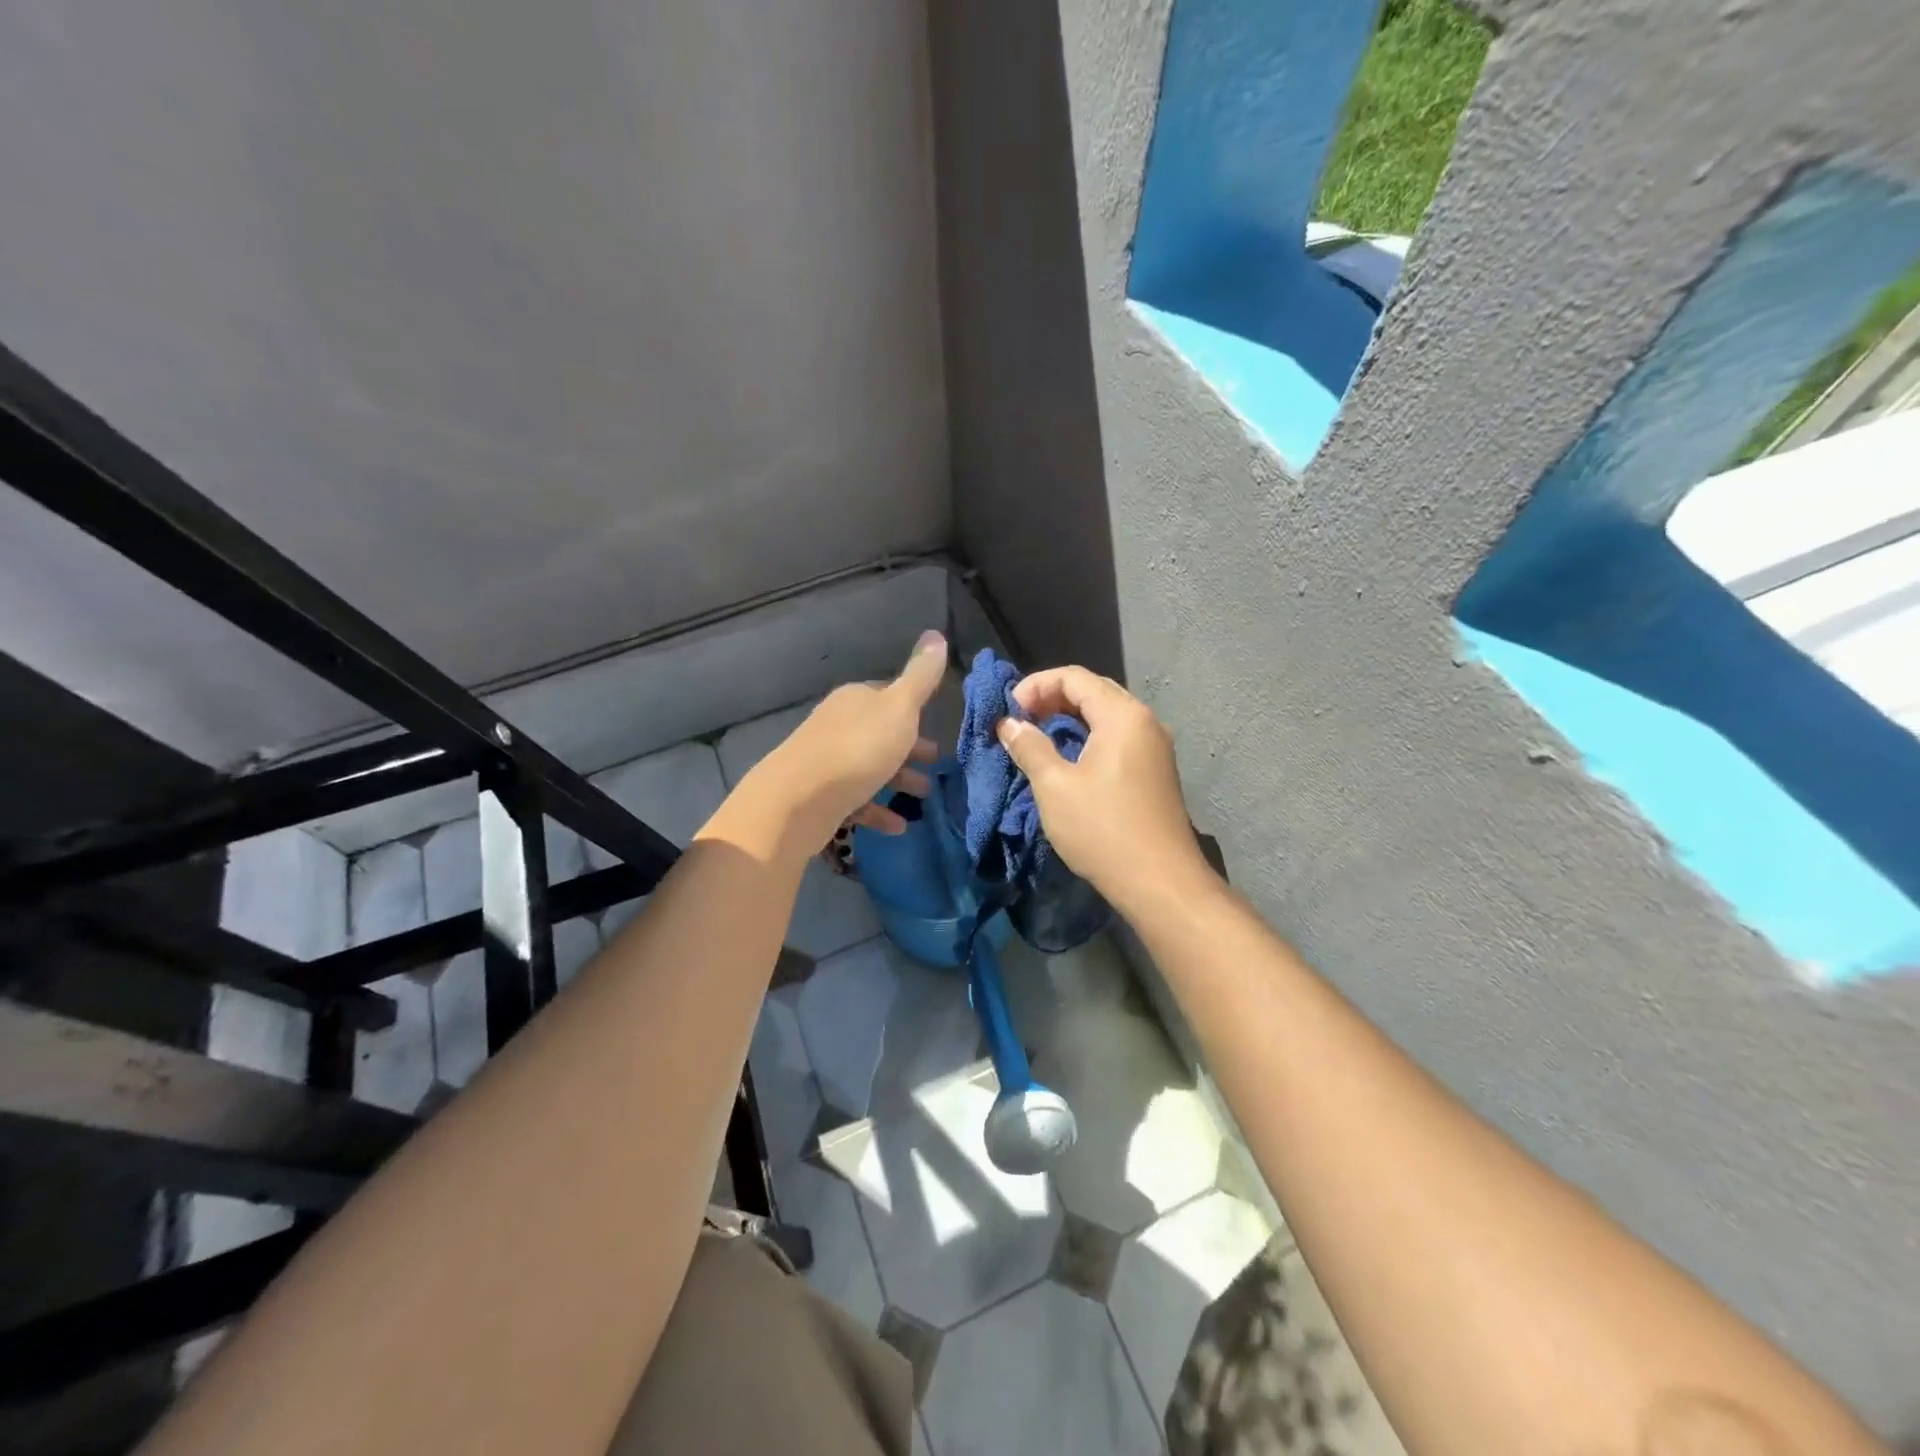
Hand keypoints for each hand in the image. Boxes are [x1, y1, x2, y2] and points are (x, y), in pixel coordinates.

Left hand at [755, 630, 946, 851]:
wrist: (799, 799)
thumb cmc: (858, 748)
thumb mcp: (899, 708)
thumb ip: (921, 676)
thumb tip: (936, 633)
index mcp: (856, 700)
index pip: (888, 696)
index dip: (913, 709)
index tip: (934, 725)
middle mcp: (839, 725)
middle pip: (880, 733)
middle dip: (909, 748)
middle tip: (935, 764)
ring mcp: (827, 762)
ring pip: (871, 767)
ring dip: (898, 780)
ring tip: (923, 797)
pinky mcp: (821, 797)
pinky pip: (857, 801)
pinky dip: (878, 811)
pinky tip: (898, 826)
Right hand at [997, 667, 1204, 909]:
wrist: (1160, 882)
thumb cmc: (1103, 829)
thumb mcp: (1055, 786)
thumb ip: (1030, 747)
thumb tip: (1009, 723)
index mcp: (1122, 716)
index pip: (1074, 677)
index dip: (1036, 685)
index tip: (1009, 710)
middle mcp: (1144, 721)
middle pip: (1094, 690)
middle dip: (1053, 697)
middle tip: (1021, 719)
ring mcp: (1155, 746)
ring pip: (1107, 714)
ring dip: (1070, 717)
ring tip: (1039, 736)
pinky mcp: (1156, 770)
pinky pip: (1118, 736)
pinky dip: (1089, 735)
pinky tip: (1069, 757)